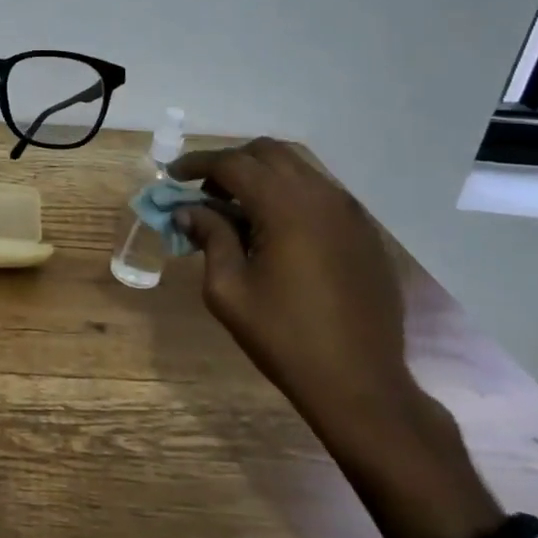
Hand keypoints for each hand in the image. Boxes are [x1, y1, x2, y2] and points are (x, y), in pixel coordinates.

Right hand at [172, 139, 423, 447]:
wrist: (362, 384)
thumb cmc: (285, 337)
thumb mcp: (228, 290)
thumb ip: (209, 237)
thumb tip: (188, 210)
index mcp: (285, 207)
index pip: (233, 163)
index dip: (197, 164)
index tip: (172, 175)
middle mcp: (321, 196)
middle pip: (268, 153)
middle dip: (231, 162)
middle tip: (206, 190)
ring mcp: (350, 212)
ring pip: (298, 169)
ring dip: (262, 176)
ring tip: (237, 209)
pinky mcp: (365, 232)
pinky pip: (320, 193)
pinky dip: (290, 195)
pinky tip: (276, 229)